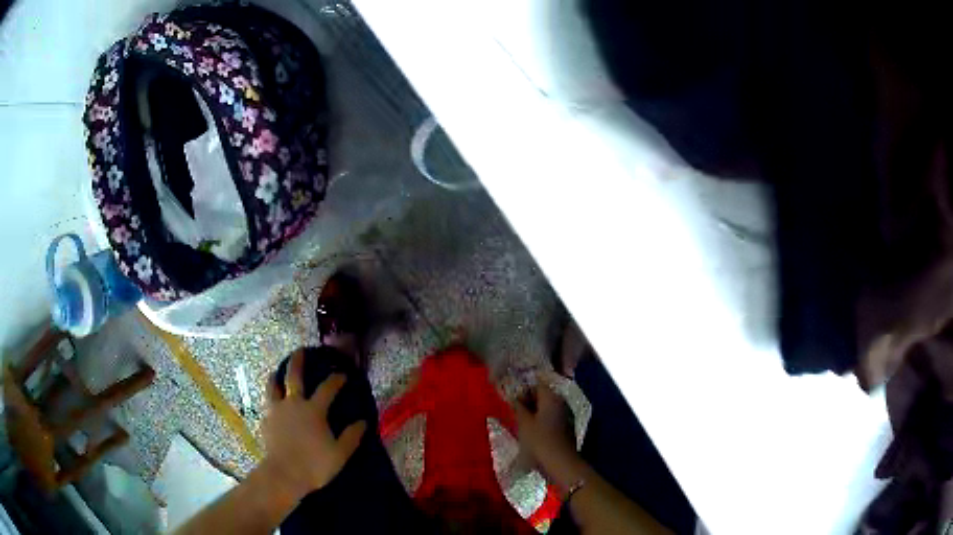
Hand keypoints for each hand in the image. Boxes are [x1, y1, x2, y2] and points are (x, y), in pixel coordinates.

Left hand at [260, 350, 366, 499]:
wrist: (283, 474)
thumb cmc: (314, 464)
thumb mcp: (340, 453)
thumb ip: (352, 436)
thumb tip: (363, 422)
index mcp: (314, 410)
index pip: (327, 388)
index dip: (336, 379)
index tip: (343, 374)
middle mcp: (293, 404)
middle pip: (294, 376)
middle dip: (298, 361)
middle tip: (300, 350)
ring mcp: (277, 411)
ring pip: (273, 386)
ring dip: (276, 376)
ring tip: (277, 372)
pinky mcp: (266, 421)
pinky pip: (268, 404)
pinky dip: (272, 399)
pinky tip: (273, 404)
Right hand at [513, 378, 578, 475]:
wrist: (560, 462)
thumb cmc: (539, 440)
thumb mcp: (523, 423)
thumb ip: (518, 407)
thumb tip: (515, 398)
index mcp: (551, 398)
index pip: (537, 385)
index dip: (524, 391)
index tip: (513, 402)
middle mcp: (561, 403)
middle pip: (543, 396)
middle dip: (529, 403)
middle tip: (515, 413)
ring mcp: (566, 416)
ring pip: (547, 409)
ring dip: (535, 413)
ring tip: (522, 424)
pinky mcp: (566, 428)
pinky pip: (552, 419)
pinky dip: (542, 422)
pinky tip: (533, 433)